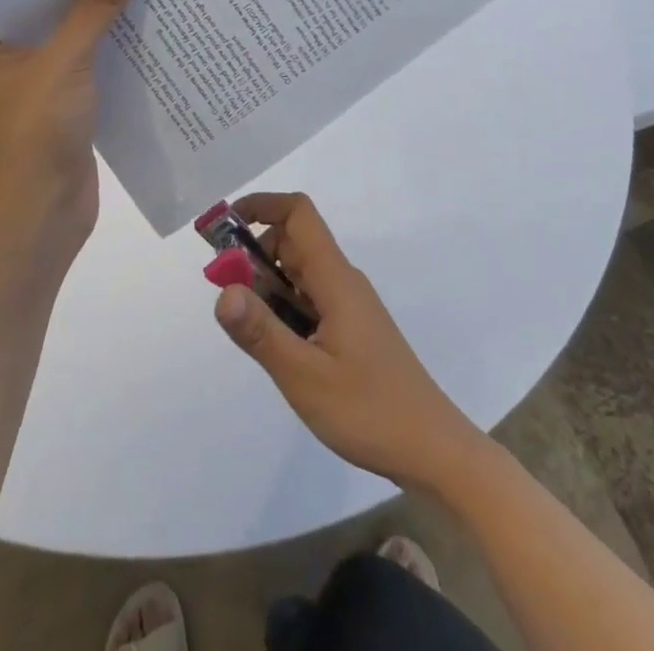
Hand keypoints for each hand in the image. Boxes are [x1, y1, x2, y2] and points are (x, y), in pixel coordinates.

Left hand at [0, 0, 141, 260]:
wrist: (42, 218)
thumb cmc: (35, 133)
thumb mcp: (64, 61)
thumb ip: (95, 7)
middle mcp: (9, 57)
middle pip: (54, 7)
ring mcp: (40, 82)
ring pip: (78, 34)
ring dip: (108, 12)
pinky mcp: (69, 103)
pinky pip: (95, 60)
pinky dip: (118, 44)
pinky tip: (152, 20)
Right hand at [212, 192, 488, 493]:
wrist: (431, 449)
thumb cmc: (368, 410)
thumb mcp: (303, 376)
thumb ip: (260, 331)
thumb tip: (222, 290)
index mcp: (334, 278)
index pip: (298, 213)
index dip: (261, 206)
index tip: (224, 230)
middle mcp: (342, 281)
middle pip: (293, 242)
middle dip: (254, 256)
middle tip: (229, 298)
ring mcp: (349, 305)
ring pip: (299, 274)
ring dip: (268, 287)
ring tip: (252, 333)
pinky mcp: (351, 328)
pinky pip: (309, 300)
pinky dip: (284, 310)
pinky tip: (279, 350)